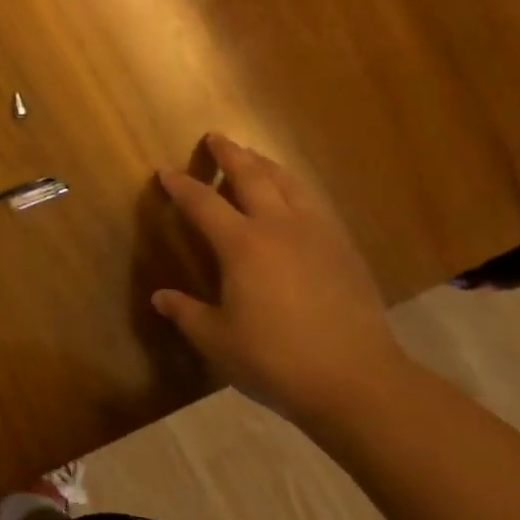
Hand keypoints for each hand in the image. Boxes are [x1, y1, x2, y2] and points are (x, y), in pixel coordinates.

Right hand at [151, 135, 408, 428]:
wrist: (358, 382)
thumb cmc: (276, 360)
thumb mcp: (217, 340)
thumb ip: (186, 314)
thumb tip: (161, 298)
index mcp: (242, 245)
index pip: (203, 203)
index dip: (182, 186)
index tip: (166, 172)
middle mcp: (279, 227)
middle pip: (252, 176)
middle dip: (230, 154)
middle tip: (216, 137)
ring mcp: (318, 234)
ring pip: (290, 183)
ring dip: (267, 164)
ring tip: (254, 157)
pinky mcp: (344, 249)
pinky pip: (315, 203)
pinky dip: (296, 188)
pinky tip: (294, 198)